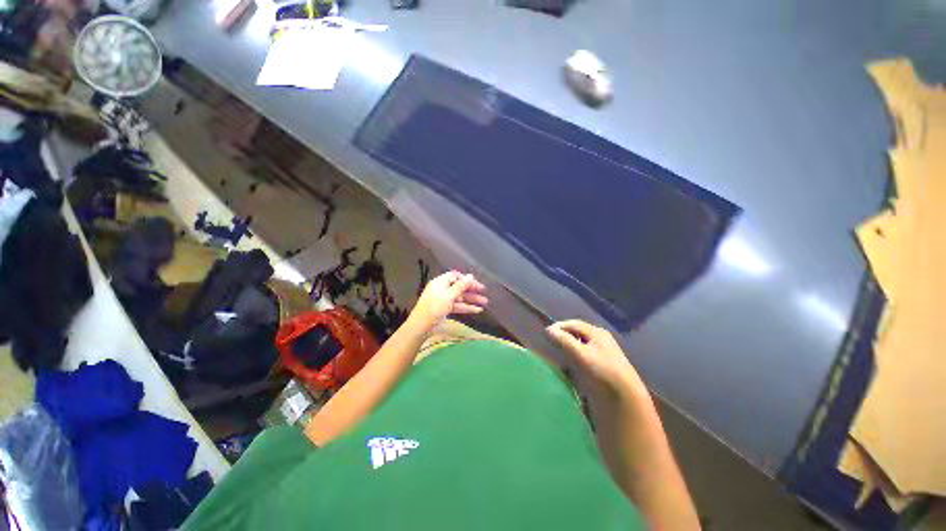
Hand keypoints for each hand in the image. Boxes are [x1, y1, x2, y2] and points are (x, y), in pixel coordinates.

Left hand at [409, 271, 487, 329]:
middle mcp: (442, 289)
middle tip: (484, 293)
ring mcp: (443, 300)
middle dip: (472, 290)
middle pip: (459, 287)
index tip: (477, 284)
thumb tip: (470, 276)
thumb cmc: (434, 307)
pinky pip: (457, 306)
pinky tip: (477, 310)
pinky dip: (466, 307)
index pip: (455, 276)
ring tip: (485, 303)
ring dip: (472, 300)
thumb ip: (461, 286)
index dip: (466, 279)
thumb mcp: (449, 296)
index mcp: (440, 282)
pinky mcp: (445, 309)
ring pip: (460, 297)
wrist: (421, 326)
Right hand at [546, 320, 646, 395]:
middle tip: (549, 342)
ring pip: (579, 344)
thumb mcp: (581, 354)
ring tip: (556, 352)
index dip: (559, 327)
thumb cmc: (602, 370)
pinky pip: (583, 355)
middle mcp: (599, 339)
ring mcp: (601, 352)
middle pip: (577, 333)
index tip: (546, 333)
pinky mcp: (600, 365)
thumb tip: (548, 330)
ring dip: (567, 346)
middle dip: (563, 336)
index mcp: (597, 332)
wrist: (625, 396)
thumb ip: (564, 340)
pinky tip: (567, 362)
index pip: (573, 324)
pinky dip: (573, 355)